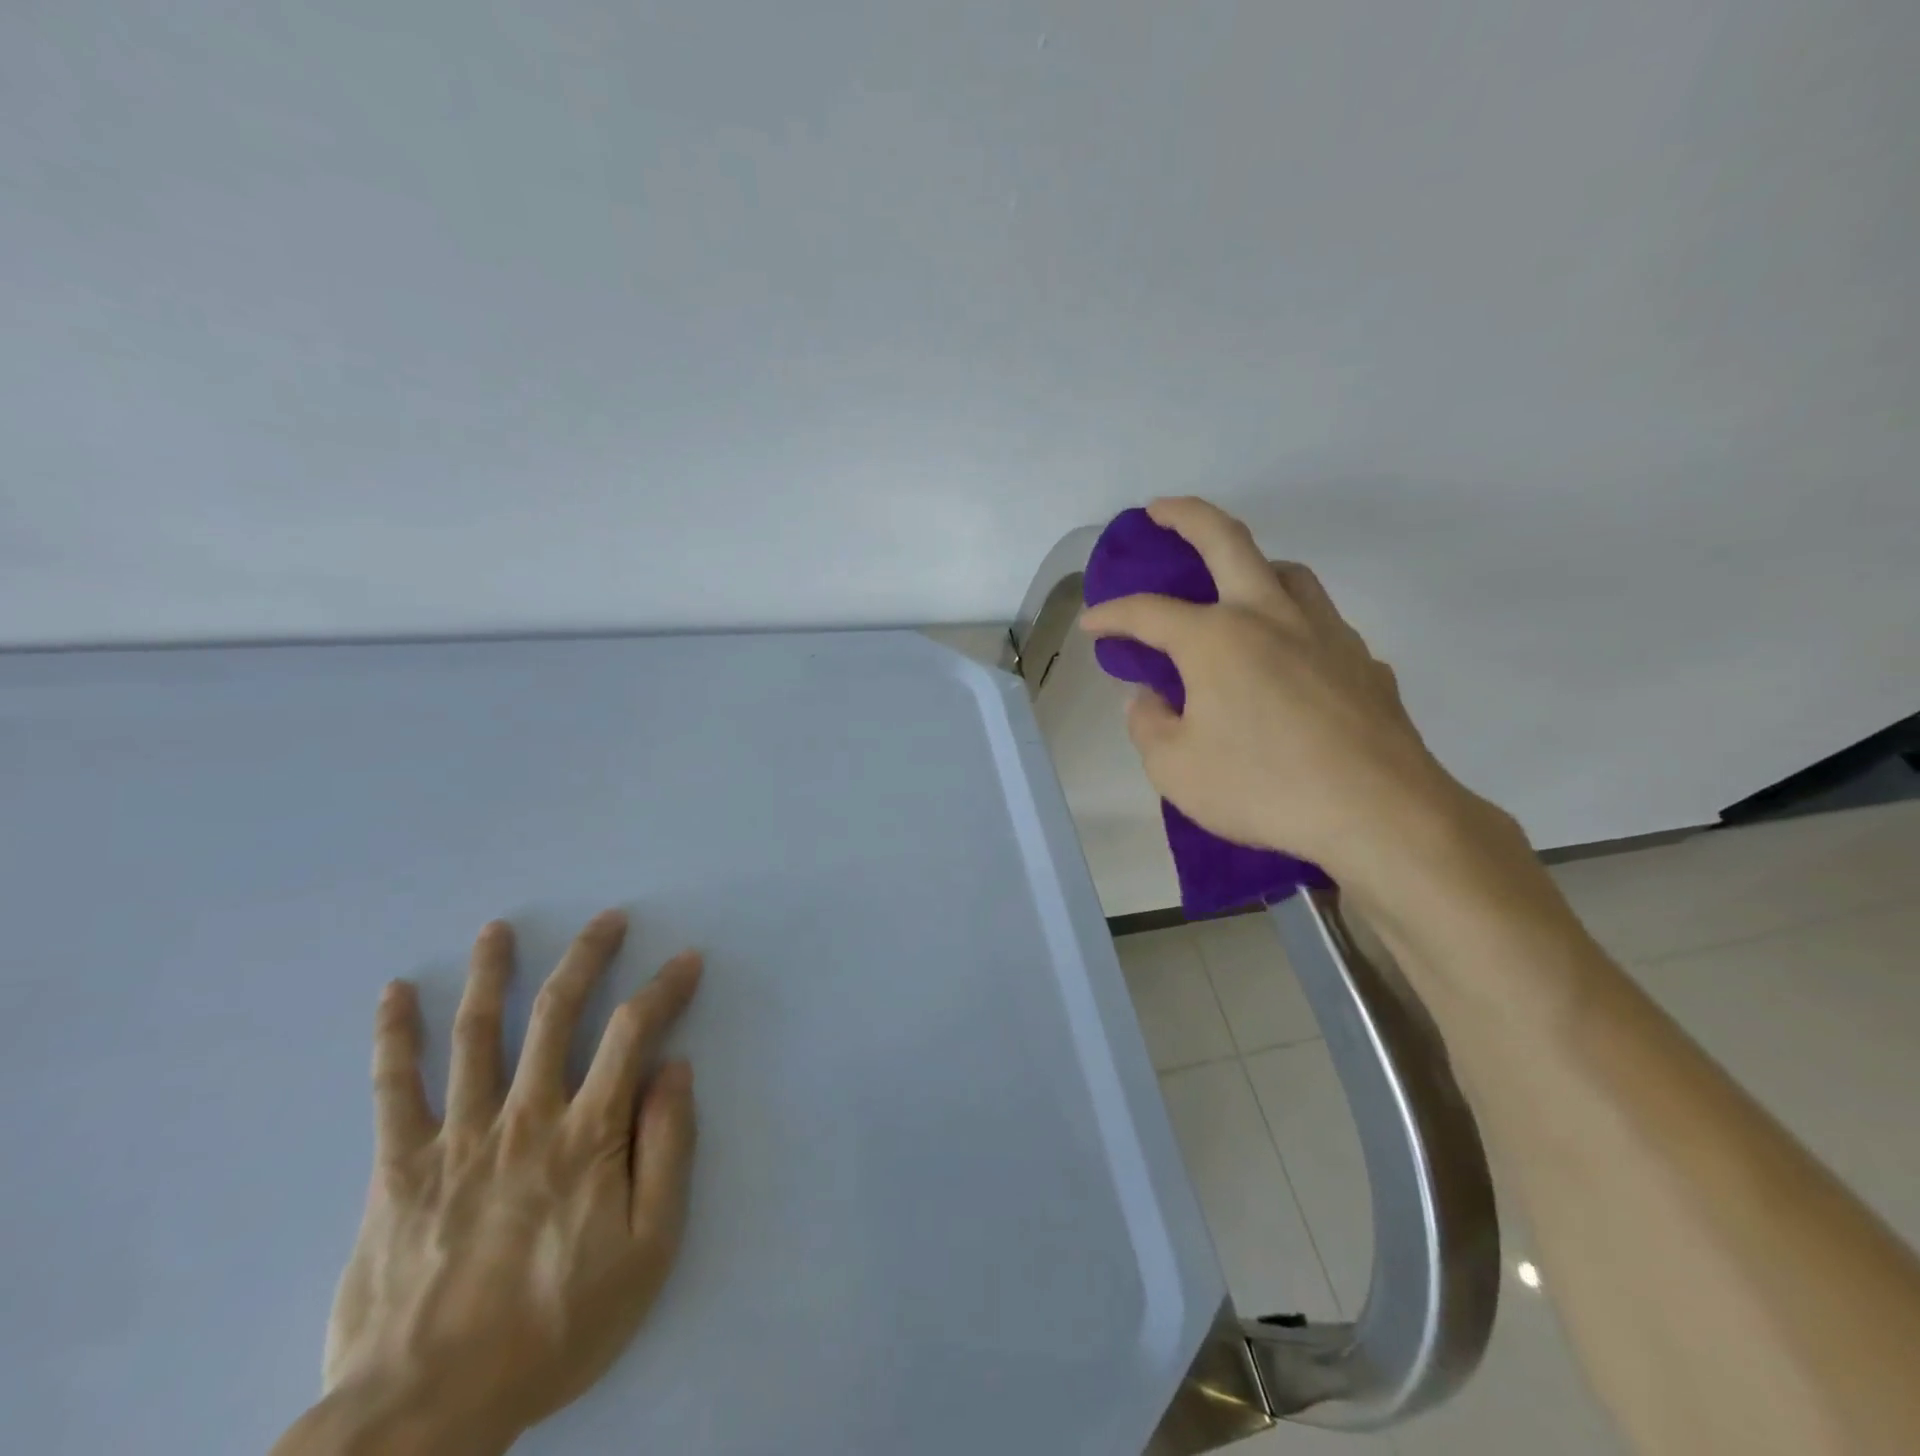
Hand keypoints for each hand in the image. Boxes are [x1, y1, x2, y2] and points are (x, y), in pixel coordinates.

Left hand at [314, 911, 700, 1451]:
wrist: (424, 1415)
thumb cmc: (554, 1329)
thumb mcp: (647, 1249)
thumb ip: (666, 1150)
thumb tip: (676, 1069)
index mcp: (586, 1134)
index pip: (633, 1032)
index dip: (665, 988)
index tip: (686, 960)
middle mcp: (524, 1115)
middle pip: (557, 1012)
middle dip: (587, 956)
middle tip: (607, 918)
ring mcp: (457, 1136)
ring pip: (477, 1033)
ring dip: (492, 973)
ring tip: (498, 929)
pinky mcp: (399, 1168)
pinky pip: (394, 1090)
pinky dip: (394, 1037)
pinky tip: (395, 994)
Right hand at [1079, 497, 1503, 889]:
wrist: (1378, 813)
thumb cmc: (1262, 788)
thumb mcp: (1174, 769)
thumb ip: (1149, 725)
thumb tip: (1150, 699)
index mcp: (1216, 639)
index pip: (1147, 612)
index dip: (1111, 615)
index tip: (1091, 625)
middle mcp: (1270, 617)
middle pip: (1227, 540)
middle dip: (1186, 516)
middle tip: (1160, 510)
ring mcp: (1325, 633)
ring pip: (1287, 572)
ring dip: (1251, 564)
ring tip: (1232, 586)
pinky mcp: (1362, 661)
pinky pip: (1319, 623)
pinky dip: (1291, 623)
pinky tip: (1286, 659)